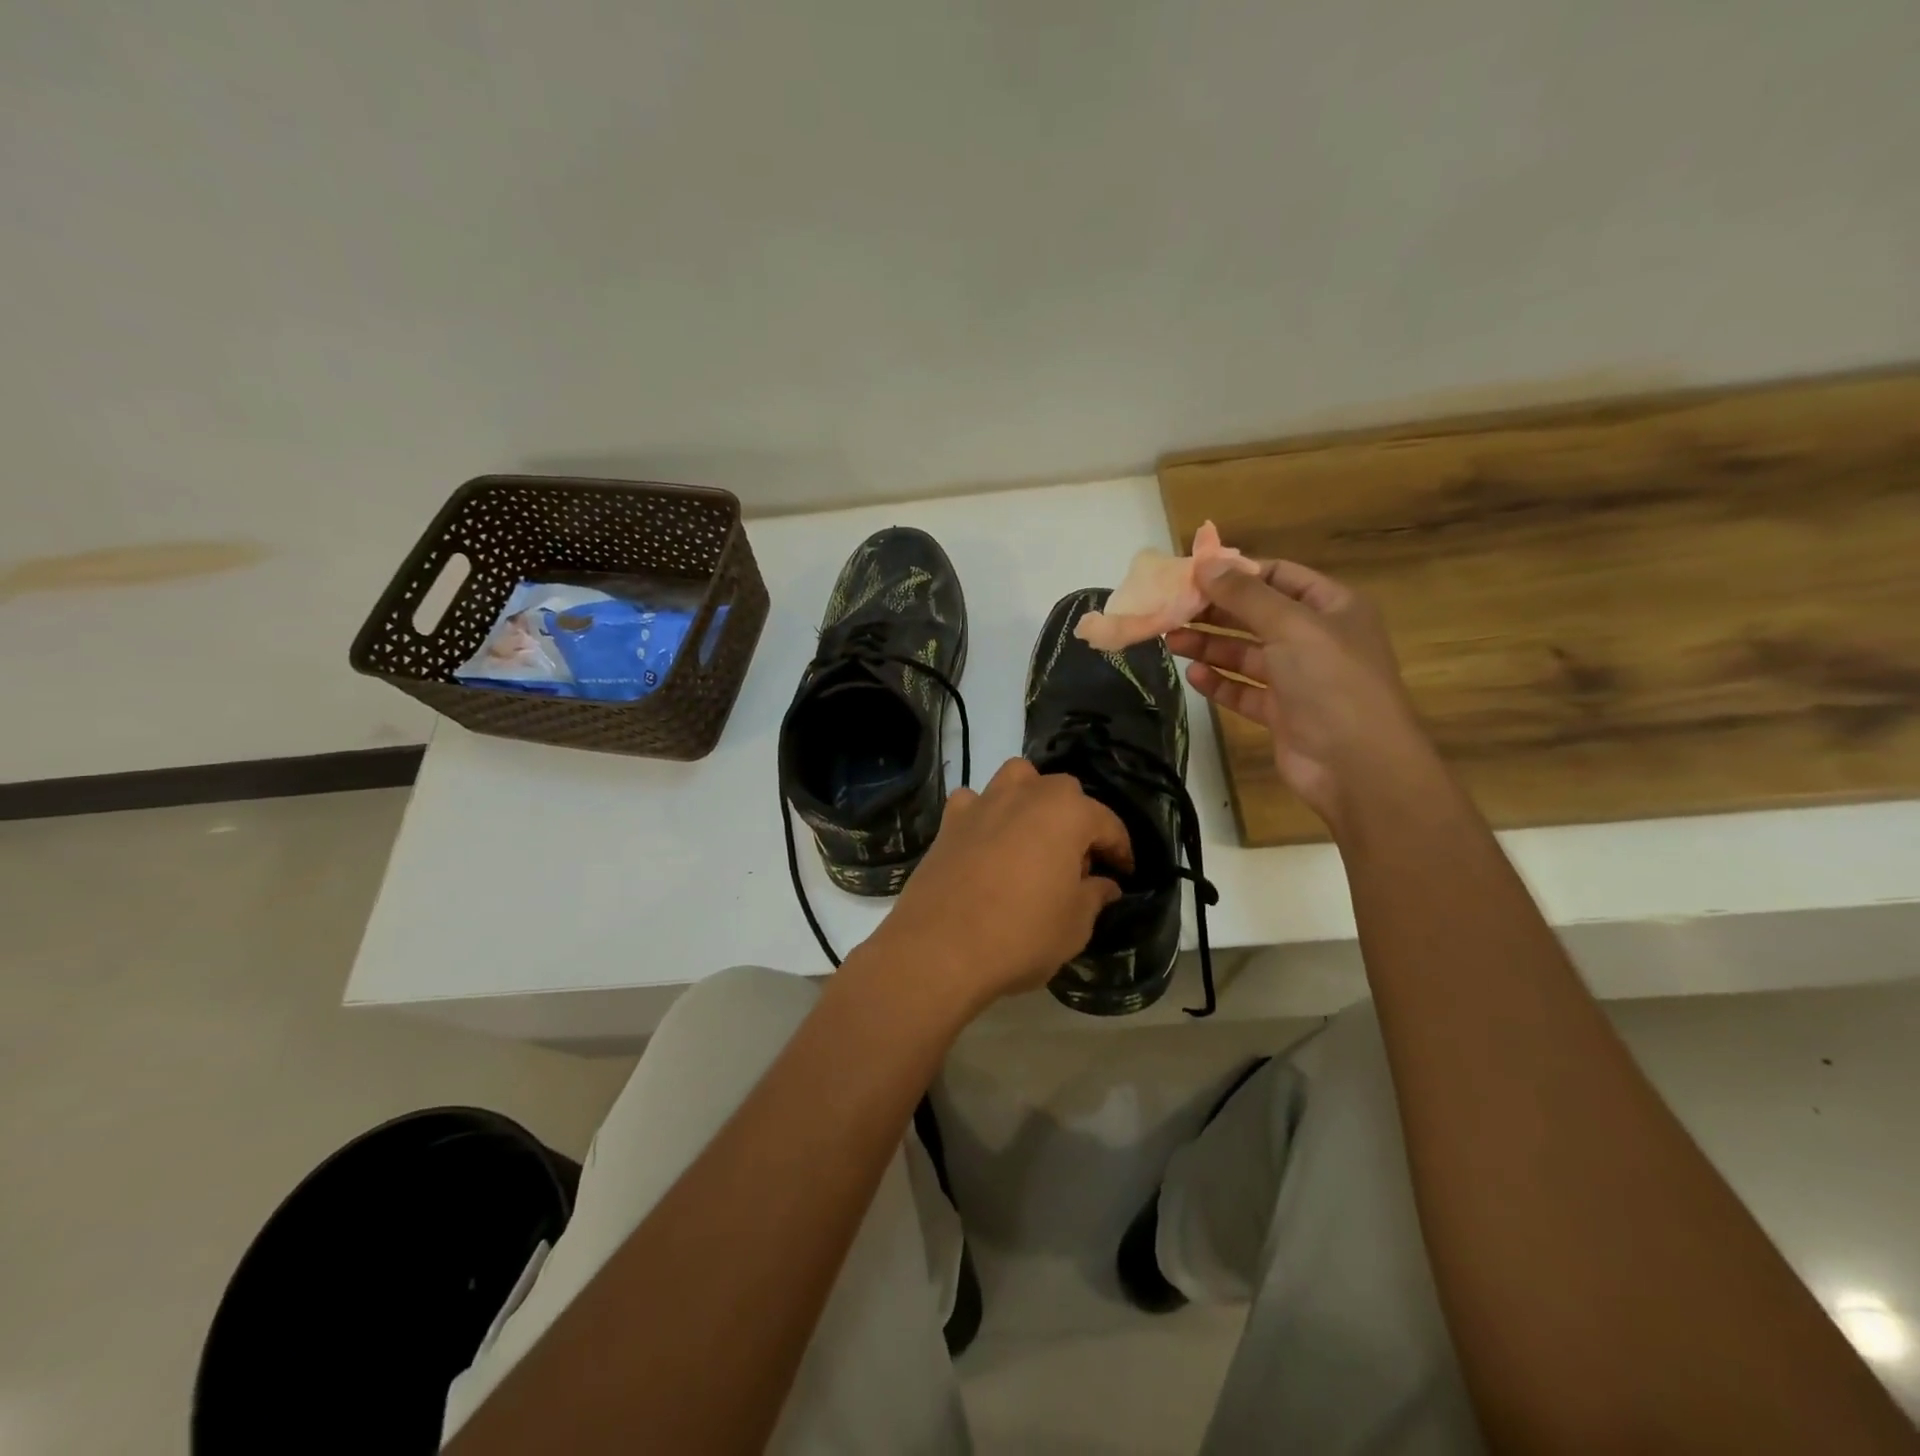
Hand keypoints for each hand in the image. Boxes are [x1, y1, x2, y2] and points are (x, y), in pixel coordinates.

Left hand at [870, 758, 1131, 1013]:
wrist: (939, 948)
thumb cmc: (1021, 935)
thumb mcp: (1074, 925)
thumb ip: (1094, 896)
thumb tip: (1105, 884)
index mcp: (1067, 813)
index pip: (1107, 823)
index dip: (1121, 849)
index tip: (1125, 873)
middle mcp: (1026, 795)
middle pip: (1063, 792)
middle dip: (1077, 820)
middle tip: (1079, 862)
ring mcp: (983, 803)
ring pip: (1017, 779)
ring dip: (1032, 798)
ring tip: (1035, 837)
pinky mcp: (949, 822)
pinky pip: (974, 802)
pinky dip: (985, 813)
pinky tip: (987, 840)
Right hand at [1166, 559, 1436, 833]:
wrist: (1357, 765)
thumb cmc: (1331, 682)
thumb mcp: (1290, 626)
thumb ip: (1245, 595)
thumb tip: (1206, 562)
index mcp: (1332, 607)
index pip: (1279, 577)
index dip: (1238, 574)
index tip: (1194, 575)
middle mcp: (1316, 639)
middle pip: (1257, 616)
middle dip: (1216, 612)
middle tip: (1172, 609)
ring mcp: (1299, 678)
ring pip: (1246, 654)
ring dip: (1211, 646)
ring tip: (1171, 641)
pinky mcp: (1283, 713)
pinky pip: (1244, 691)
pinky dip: (1220, 683)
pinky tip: (1193, 676)